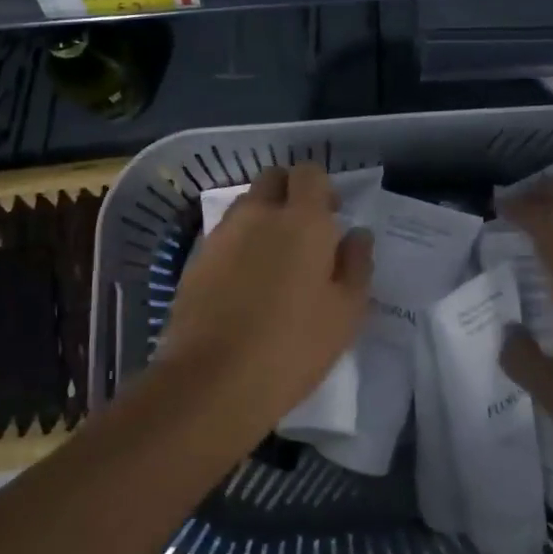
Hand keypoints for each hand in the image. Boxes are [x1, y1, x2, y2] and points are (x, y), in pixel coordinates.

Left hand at [162, 163, 373, 435]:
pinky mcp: (196, 259)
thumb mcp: (346, 313)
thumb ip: (356, 264)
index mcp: (302, 220)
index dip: (321, 188)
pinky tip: (245, 283)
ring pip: (246, 206)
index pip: (309, 173)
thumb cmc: (293, 346)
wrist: (214, 380)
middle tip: (303, 232)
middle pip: (272, 179)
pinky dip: (238, 245)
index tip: (331, 216)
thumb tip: (356, 234)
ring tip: (273, 261)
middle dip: (289, 193)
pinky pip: (224, 235)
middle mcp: (258, 215)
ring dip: (262, 217)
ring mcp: (222, 234)